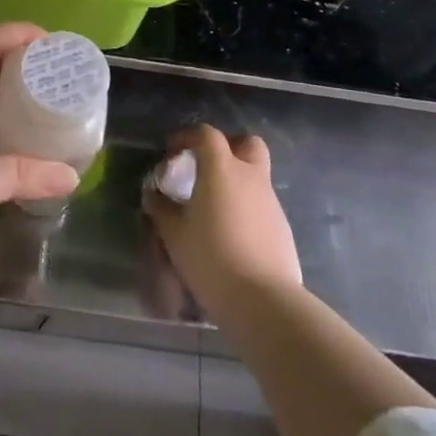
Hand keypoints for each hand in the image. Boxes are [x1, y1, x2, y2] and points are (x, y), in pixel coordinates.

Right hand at [144, 125, 302, 323]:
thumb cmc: (211, 258)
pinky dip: (246, 207)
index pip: (207, 134)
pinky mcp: (282, 227)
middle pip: (247, 143)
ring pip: (255, 175)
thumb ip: (161, 209)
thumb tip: (153, 194)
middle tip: (207, 166)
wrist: (263, 301)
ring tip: (214, 208)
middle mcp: (250, 177)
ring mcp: (271, 202)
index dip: (188, 137)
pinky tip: (231, 234)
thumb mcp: (174, 234)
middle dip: (228, 147)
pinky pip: (262, 204)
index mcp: (221, 169)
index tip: (173, 152)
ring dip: (236, 181)